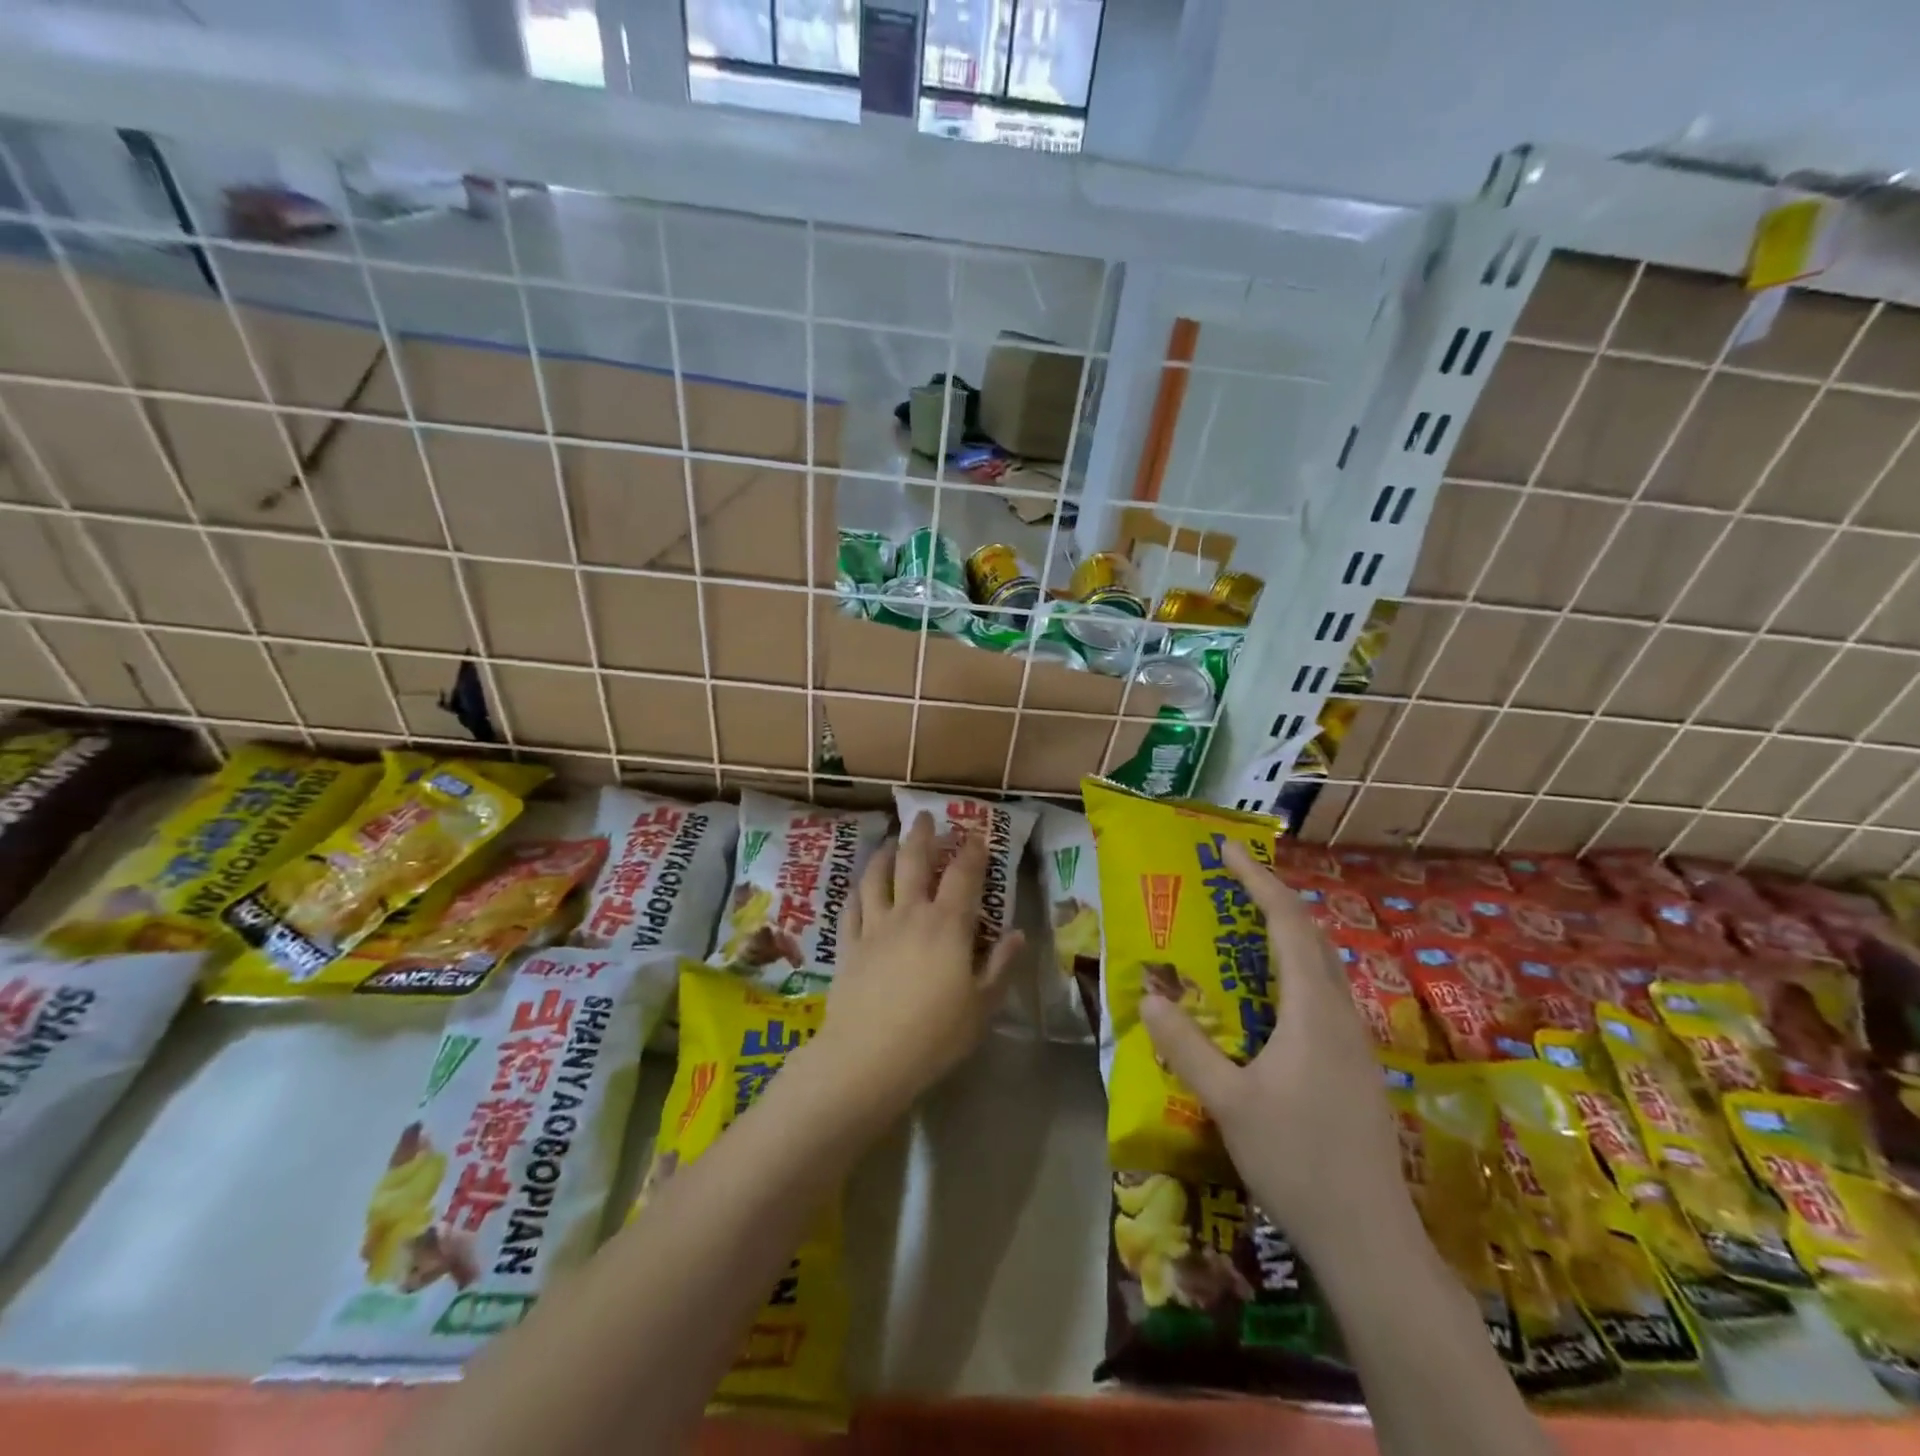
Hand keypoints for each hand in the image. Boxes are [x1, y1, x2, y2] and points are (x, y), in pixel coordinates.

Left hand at [803, 813, 1022, 1120]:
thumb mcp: (982, 1006)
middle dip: (923, 835)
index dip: (972, 851)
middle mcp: (910, 914)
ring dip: (885, 853)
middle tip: (925, 816)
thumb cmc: (935, 1035)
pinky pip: (852, 908)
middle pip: (914, 862)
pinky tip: (859, 887)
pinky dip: (858, 891)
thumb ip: (1000, 966)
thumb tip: (1017, 934)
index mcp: (948, 925)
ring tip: (889, 842)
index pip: (963, 876)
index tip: (977, 834)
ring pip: (877, 877)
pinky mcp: (849, 945)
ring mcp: (875, 927)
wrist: (868, 1058)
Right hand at [1140, 840, 1408, 1256]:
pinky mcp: (1354, 1067)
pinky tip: (1267, 998)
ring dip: (1286, 933)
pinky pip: (1322, 995)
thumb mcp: (1228, 1101)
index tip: (1227, 849)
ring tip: (1244, 925)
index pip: (1287, 923)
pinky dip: (1292, 969)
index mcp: (1312, 1009)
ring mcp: (1354, 1042)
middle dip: (1272, 897)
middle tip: (1231, 878)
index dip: (1257, 879)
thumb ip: (1186, 1046)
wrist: (1370, 1239)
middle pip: (1310, 935)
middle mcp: (1340, 1013)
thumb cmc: (1297, 1160)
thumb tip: (1148, 996)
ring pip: (1321, 966)